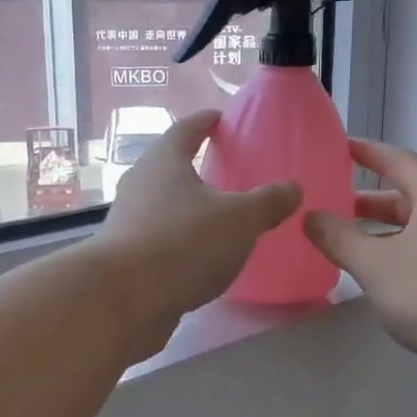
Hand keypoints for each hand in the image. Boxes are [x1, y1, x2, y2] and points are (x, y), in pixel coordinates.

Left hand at [97, 111, 301, 358]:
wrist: (123, 300)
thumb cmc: (183, 243)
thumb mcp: (240, 219)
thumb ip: (268, 202)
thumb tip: (293, 188)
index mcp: (164, 161)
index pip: (186, 129)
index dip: (205, 122)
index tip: (219, 117)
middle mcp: (140, 184)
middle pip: (169, 166)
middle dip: (195, 166)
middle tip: (225, 169)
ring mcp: (128, 222)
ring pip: (163, 205)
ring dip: (187, 207)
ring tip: (218, 217)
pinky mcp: (127, 258)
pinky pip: (161, 239)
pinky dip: (181, 241)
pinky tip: (202, 258)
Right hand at [303, 139, 416, 388]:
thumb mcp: (375, 263)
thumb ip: (338, 237)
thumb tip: (310, 216)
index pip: (396, 160)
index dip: (365, 152)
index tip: (336, 148)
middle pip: (406, 196)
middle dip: (367, 201)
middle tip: (329, 204)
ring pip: (415, 229)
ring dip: (380, 233)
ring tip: (344, 243)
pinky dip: (397, 256)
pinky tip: (376, 277)